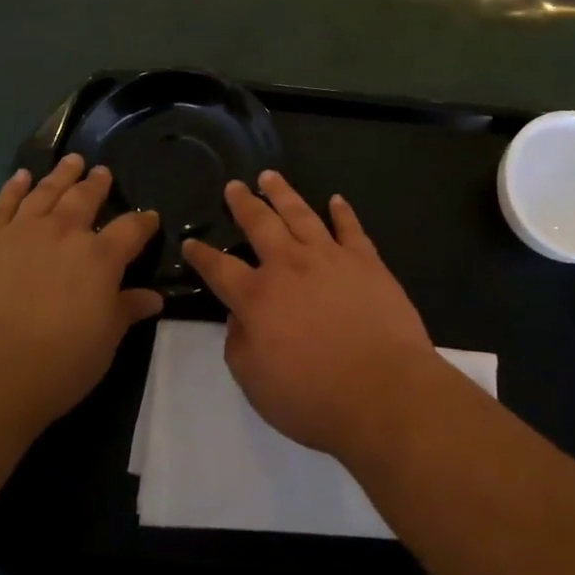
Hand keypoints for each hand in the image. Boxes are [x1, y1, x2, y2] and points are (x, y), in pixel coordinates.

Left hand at [0, 154, 163, 436]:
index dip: (144, 222)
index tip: (151, 218)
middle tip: (102, 172)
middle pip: (86, 198)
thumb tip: (153, 296)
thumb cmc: (54, 367)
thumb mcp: (103, 345)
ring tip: (71, 161)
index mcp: (100, 258)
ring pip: (46, 191)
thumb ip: (126, 312)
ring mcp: (22, 231)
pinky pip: (3, 204)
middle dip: (97, 184)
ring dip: (61, 175)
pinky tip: (21, 177)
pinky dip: (14, 187)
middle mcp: (64, 233)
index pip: (131, 229)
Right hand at [182, 171, 437, 459]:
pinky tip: (335, 200)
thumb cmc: (314, 398)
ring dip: (283, 194)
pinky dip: (342, 212)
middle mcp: (289, 266)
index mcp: (258, 297)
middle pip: (260, 224)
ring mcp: (330, 257)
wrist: (384, 391)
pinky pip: (350, 228)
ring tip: (271, 176)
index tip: (190, 243)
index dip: (202, 256)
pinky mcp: (366, 261)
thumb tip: (237, 317)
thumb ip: (239, 345)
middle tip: (234, 185)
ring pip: (301, 214)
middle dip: (244, 203)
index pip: (220, 269)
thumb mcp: (256, 384)